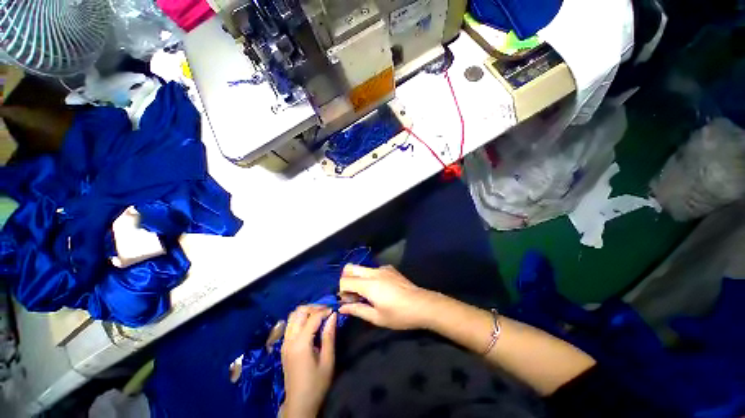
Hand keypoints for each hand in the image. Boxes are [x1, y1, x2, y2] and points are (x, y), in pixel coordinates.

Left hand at [280, 305, 336, 417]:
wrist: (299, 403)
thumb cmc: (316, 383)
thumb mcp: (327, 360)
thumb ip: (329, 335)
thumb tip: (333, 315)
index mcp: (300, 344)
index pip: (312, 318)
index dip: (325, 311)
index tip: (335, 310)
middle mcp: (289, 340)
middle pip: (299, 312)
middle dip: (314, 307)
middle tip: (327, 311)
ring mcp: (284, 343)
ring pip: (292, 316)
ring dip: (306, 312)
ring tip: (319, 315)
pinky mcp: (284, 346)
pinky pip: (290, 324)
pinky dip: (300, 318)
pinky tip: (311, 324)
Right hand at [339, 265, 436, 329]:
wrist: (422, 304)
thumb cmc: (399, 314)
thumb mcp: (377, 317)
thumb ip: (357, 310)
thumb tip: (341, 307)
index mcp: (368, 284)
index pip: (345, 280)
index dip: (341, 291)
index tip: (346, 301)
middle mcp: (373, 272)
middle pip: (350, 268)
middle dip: (346, 279)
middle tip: (352, 294)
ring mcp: (382, 268)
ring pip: (362, 268)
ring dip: (358, 278)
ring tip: (365, 293)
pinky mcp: (390, 268)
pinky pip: (373, 269)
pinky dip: (369, 277)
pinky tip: (379, 288)